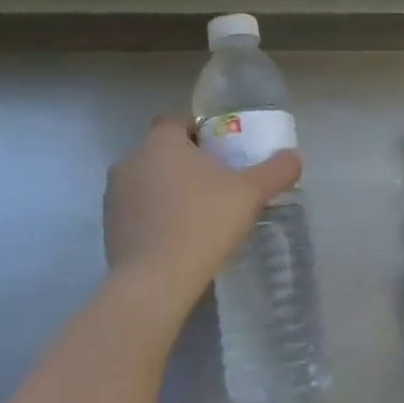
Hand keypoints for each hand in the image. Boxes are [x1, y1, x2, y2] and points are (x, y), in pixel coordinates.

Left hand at [105, 115, 300, 303]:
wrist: (155, 282)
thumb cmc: (203, 224)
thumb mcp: (250, 194)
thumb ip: (276, 170)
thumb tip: (294, 156)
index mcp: (160, 143)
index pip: (176, 121)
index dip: (200, 131)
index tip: (222, 152)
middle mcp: (131, 161)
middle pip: (162, 151)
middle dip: (187, 163)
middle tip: (218, 184)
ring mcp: (114, 196)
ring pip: (148, 182)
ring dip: (169, 191)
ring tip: (199, 215)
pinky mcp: (109, 228)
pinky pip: (138, 212)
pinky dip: (156, 218)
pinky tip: (179, 240)